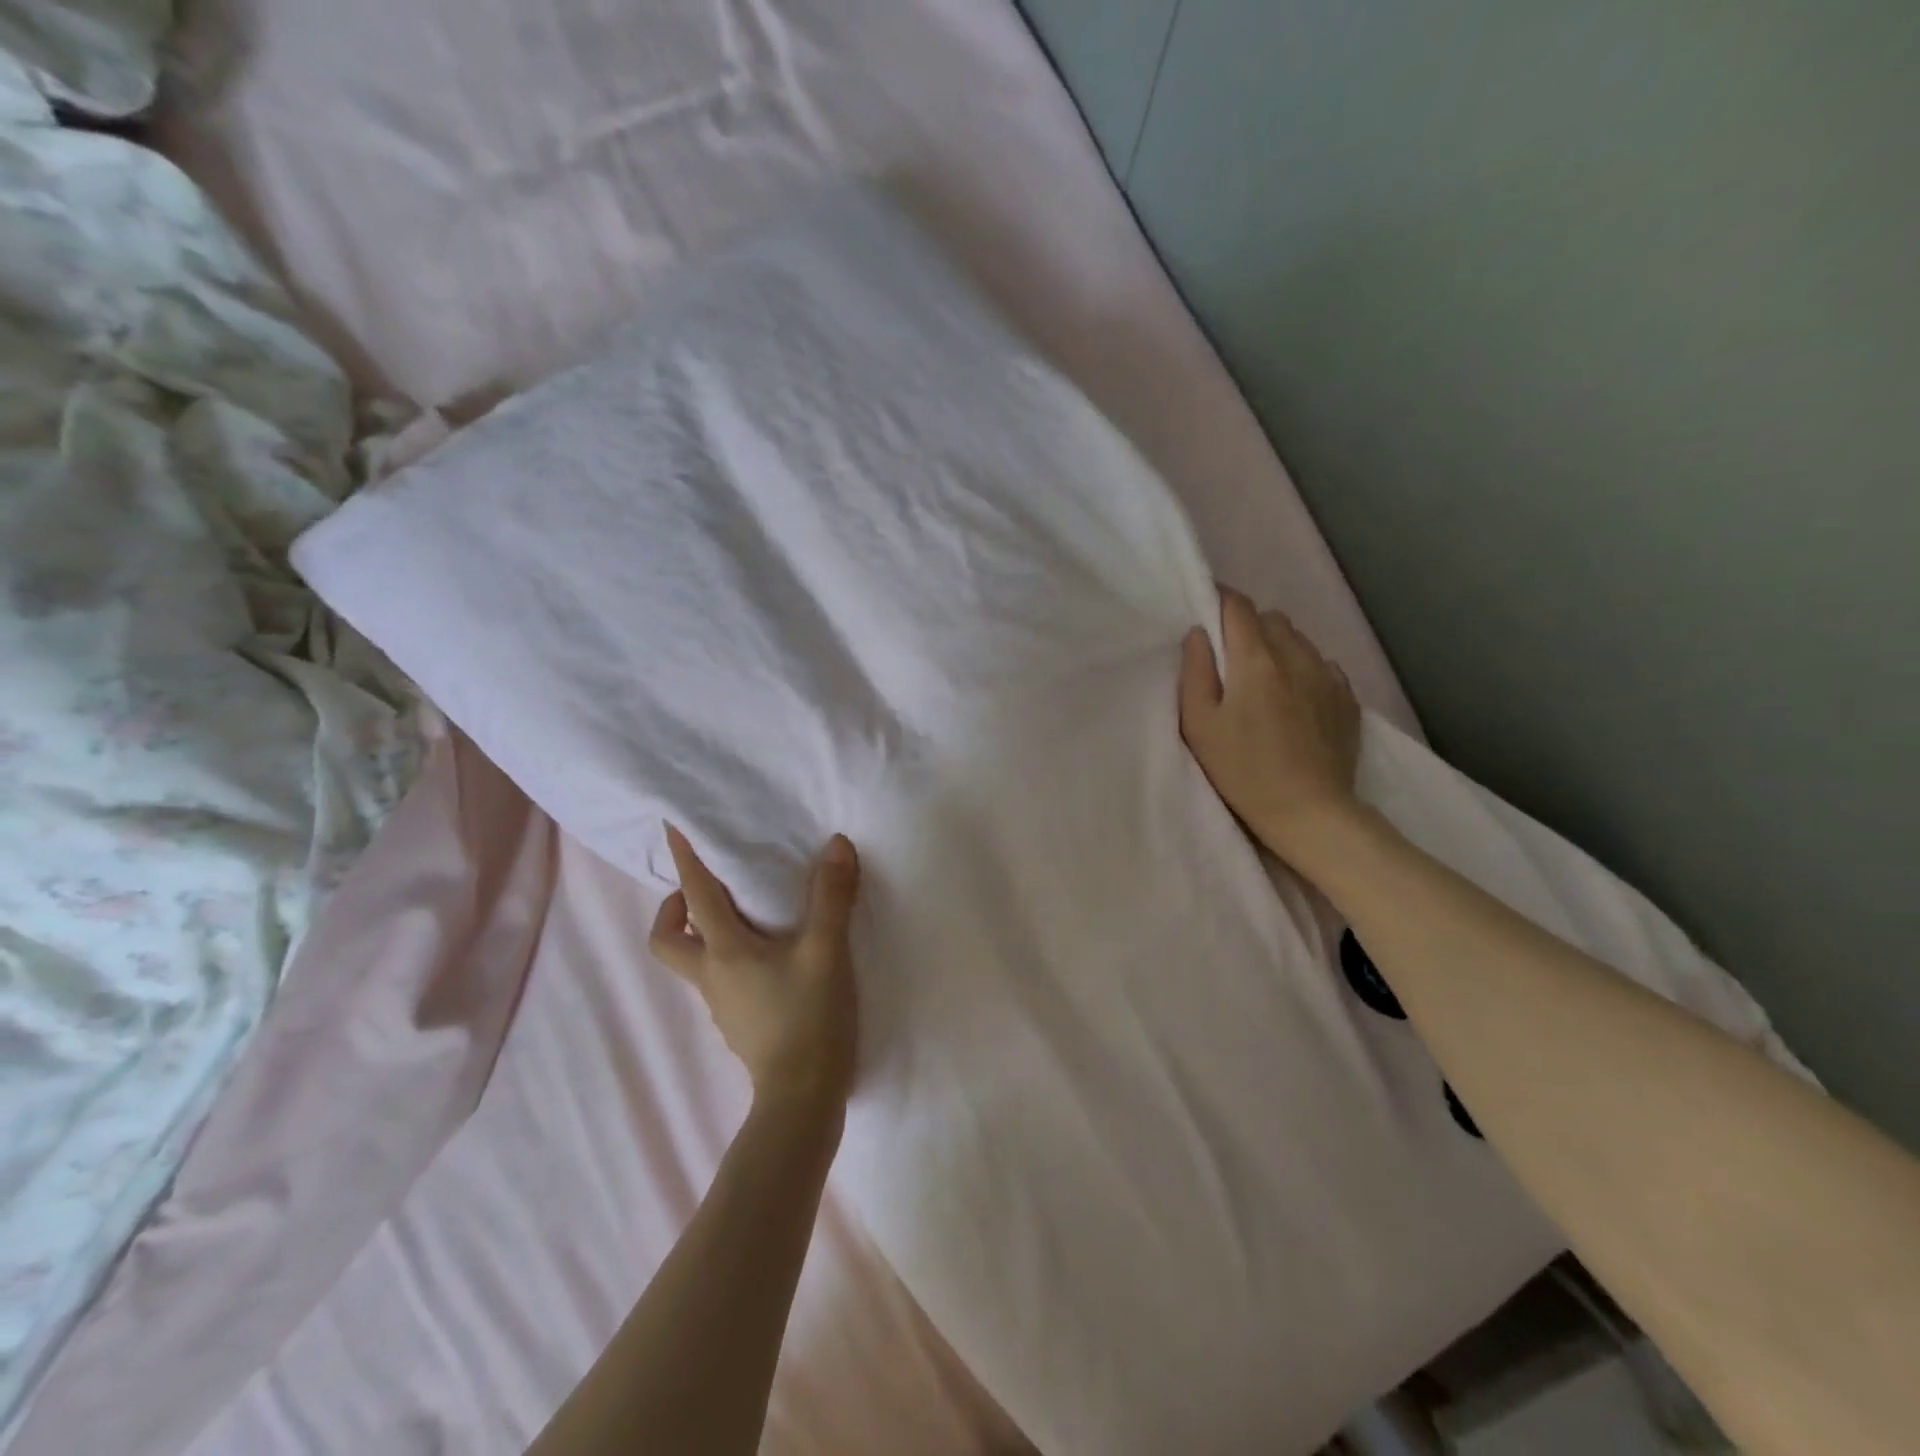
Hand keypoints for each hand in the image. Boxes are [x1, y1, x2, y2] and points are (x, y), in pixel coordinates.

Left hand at [651, 826, 860, 1109]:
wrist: (804, 1097)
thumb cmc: (809, 1017)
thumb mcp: (827, 950)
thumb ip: (832, 897)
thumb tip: (837, 845)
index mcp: (724, 952)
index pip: (695, 896)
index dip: (685, 860)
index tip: (671, 829)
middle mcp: (712, 977)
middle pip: (667, 940)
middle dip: (674, 910)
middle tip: (707, 889)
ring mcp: (722, 1006)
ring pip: (695, 962)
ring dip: (705, 934)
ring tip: (747, 915)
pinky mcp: (740, 1024)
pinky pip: (721, 980)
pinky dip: (731, 959)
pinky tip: (769, 959)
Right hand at [1178, 586, 1363, 863]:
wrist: (1310, 811)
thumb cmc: (1242, 770)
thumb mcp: (1199, 725)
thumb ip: (1195, 672)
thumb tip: (1198, 634)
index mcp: (1256, 659)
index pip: (1238, 606)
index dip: (1218, 600)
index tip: (1204, 610)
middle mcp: (1297, 656)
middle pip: (1271, 618)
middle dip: (1247, 627)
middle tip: (1230, 659)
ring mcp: (1329, 676)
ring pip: (1299, 640)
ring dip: (1277, 647)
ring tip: (1264, 682)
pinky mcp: (1348, 699)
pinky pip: (1322, 666)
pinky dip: (1304, 670)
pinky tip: (1295, 701)